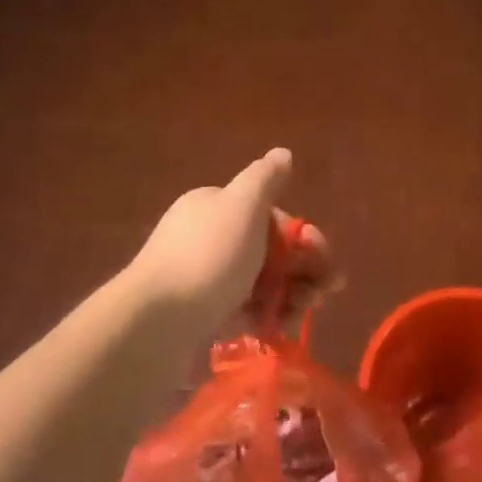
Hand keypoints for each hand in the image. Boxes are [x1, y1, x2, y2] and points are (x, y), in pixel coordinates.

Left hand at [128, 149, 335, 338]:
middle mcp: (209, 238)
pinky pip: (245, 312)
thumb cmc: (207, 257)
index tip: (324, 258)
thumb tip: (282, 153)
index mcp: (215, 206)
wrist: (156, 322)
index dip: (303, 236)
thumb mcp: (241, 206)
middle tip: (324, 292)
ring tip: (302, 313)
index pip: (270, 215)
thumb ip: (265, 179)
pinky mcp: (204, 316)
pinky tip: (279, 329)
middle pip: (269, 250)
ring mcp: (206, 279)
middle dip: (302, 268)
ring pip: (261, 283)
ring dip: (290, 295)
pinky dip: (266, 317)